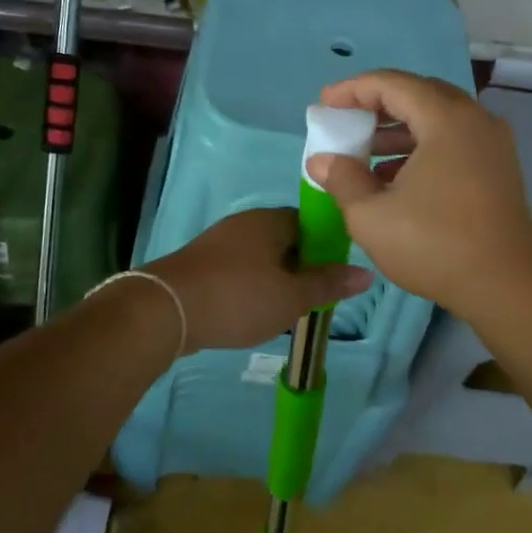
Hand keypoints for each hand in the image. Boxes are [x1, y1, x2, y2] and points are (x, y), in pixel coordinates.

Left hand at [145, 208, 371, 354]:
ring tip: (284, 310)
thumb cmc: (238, 298)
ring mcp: (218, 242)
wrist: (165, 310)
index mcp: (270, 221)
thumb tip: (366, 273)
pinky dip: (249, 287)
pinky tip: (251, 311)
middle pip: (284, 240)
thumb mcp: (292, 297)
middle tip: (312, 299)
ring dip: (274, 279)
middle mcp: (244, 223)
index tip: (333, 277)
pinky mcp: (200, 264)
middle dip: (300, 267)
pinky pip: (237, 270)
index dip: (326, 248)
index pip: (310, 223)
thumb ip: (328, 284)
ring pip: (260, 257)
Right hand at [305, 71, 531, 317]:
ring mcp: (491, 144)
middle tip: (344, 120)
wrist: (508, 285)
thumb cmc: (435, 244)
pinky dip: (420, 148)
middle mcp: (474, 119)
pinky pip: (452, 141)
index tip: (325, 103)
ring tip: (362, 152)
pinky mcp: (498, 168)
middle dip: (376, 105)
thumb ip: (342, 179)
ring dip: (397, 129)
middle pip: (418, 95)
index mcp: (446, 119)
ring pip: (436, 120)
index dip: (353, 89)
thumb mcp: (371, 215)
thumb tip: (321, 160)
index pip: (392, 84)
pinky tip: (393, 178)